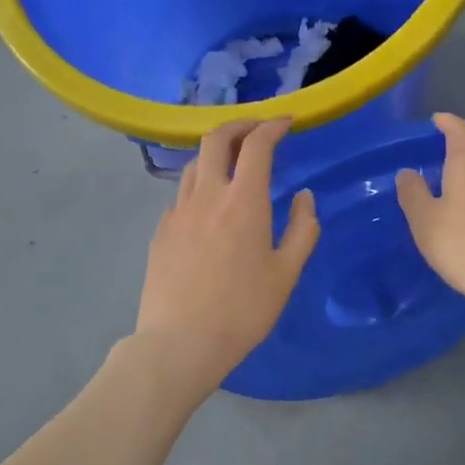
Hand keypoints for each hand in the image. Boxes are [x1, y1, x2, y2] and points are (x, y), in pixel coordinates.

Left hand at [133, 120, 319, 396]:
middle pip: (216, 138)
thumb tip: (304, 197)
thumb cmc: (242, 311)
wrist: (179, 343)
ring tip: (234, 166)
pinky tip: (209, 210)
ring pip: (194, 164)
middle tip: (258, 131)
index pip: (257, 144)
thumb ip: (302, 229)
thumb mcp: (286, 274)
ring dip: (217, 154)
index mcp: (243, 201)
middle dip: (240, 125)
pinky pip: (182, 195)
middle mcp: (207, 195)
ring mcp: (178, 211)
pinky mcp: (161, 231)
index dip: (273, 125)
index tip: (287, 122)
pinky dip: (200, 186)